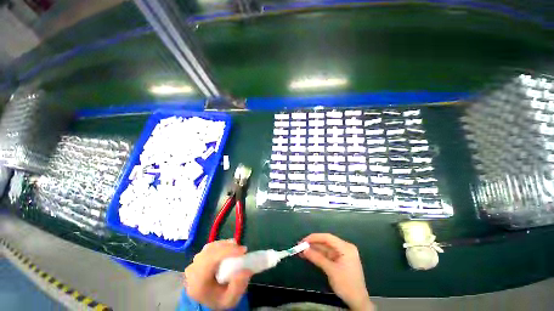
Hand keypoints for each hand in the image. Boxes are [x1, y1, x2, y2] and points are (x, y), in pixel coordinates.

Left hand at [184, 240, 252, 309]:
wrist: (206, 300)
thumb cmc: (218, 299)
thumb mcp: (230, 300)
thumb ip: (238, 287)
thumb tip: (246, 270)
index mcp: (197, 282)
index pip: (211, 259)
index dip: (228, 251)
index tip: (243, 251)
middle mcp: (193, 269)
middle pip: (210, 251)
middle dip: (228, 247)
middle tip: (242, 250)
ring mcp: (194, 262)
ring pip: (211, 247)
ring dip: (225, 245)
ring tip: (237, 249)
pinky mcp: (199, 257)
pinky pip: (210, 247)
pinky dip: (221, 245)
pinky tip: (229, 249)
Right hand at [302, 233, 372, 310]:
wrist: (357, 302)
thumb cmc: (346, 285)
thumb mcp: (331, 270)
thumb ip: (317, 257)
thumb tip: (304, 249)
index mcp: (346, 247)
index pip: (328, 237)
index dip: (314, 237)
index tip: (303, 241)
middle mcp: (344, 248)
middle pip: (326, 242)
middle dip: (313, 244)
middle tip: (300, 245)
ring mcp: (342, 254)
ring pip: (325, 249)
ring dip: (314, 250)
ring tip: (301, 251)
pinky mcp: (339, 260)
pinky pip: (327, 255)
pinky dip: (318, 255)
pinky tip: (308, 255)